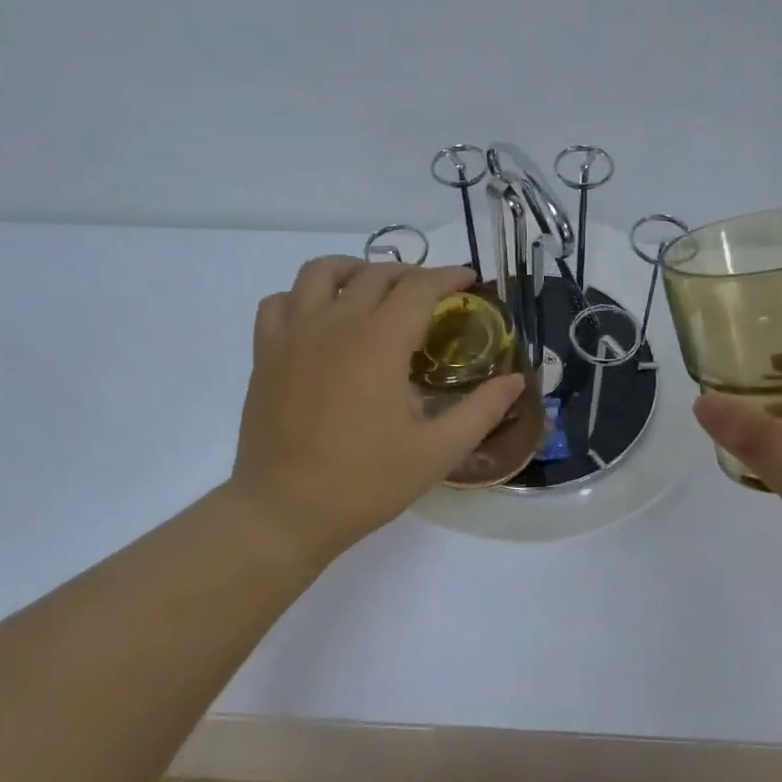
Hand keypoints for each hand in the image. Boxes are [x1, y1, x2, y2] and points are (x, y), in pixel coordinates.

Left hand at [227, 257, 525, 564]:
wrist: (285, 511)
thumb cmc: (366, 482)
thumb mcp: (438, 451)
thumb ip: (482, 410)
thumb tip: (516, 380)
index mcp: (380, 340)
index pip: (420, 286)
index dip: (450, 276)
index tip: (470, 280)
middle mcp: (336, 322)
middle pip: (376, 273)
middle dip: (412, 274)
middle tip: (432, 295)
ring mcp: (294, 334)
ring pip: (321, 272)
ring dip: (355, 270)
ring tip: (373, 289)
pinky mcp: (265, 353)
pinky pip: (279, 301)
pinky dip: (303, 296)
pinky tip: (319, 318)